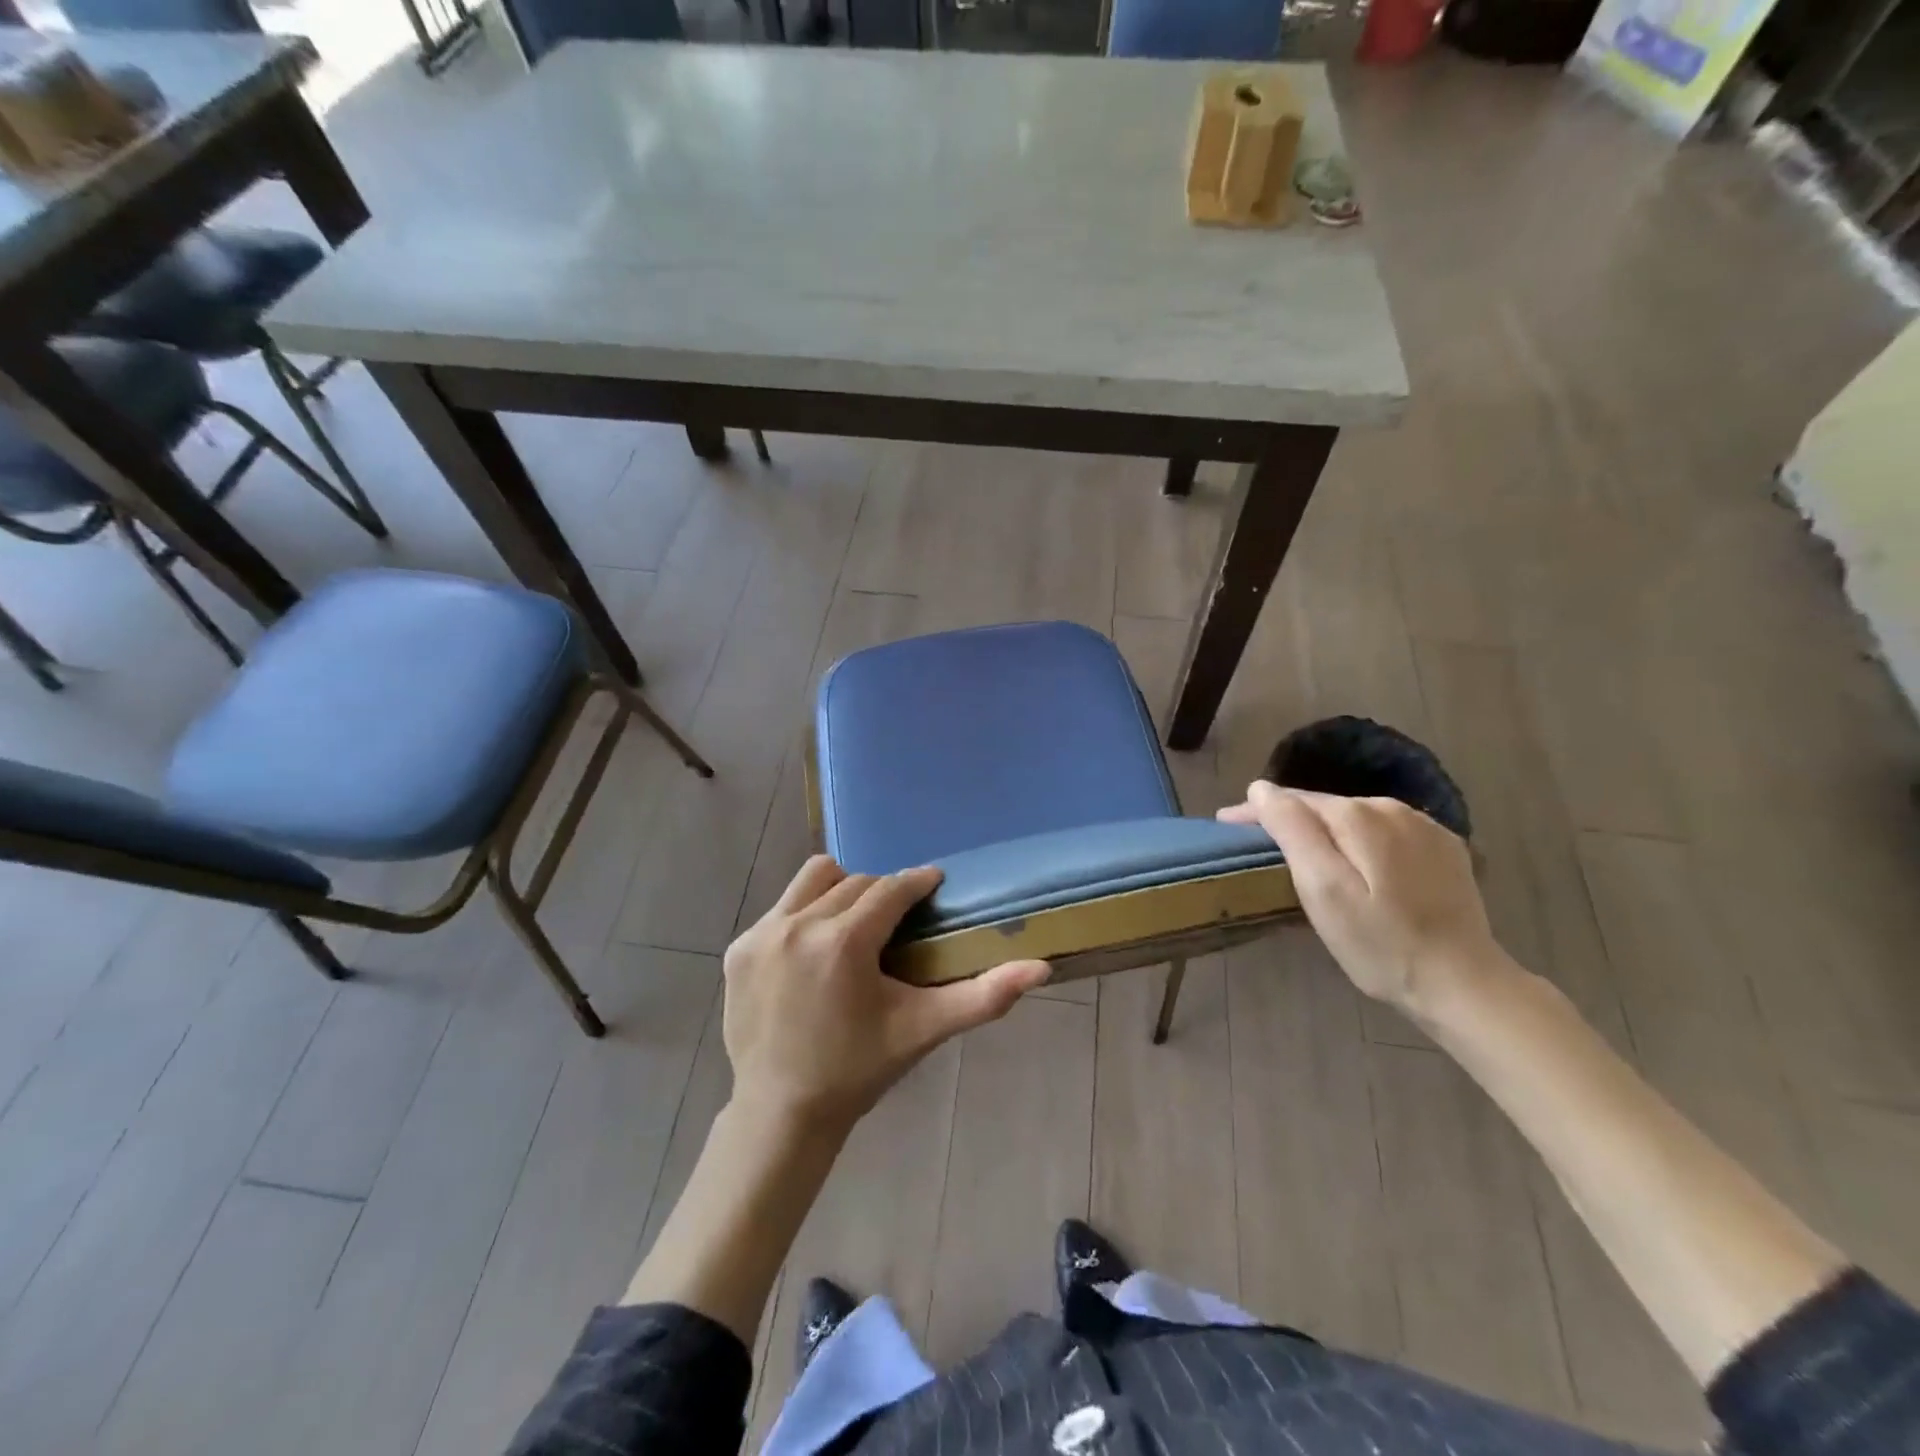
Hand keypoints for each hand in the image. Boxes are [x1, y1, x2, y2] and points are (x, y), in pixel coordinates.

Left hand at [722, 856, 1048, 1132]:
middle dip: (882, 894)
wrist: (782, 1111)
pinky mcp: (739, 948)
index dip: (918, 882)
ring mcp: (762, 934)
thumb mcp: (923, 1030)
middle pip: (855, 882)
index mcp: (844, 942)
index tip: (933, 882)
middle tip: (896, 921)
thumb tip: (1041, 968)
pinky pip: (782, 908)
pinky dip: (804, 917)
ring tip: (853, 924)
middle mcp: (798, 925)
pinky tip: (813, 952)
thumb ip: (983, 996)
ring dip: (841, 891)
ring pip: (813, 880)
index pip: (891, 888)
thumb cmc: (859, 1069)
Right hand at [1219, 783, 1505, 1016]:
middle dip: (1290, 820)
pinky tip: (1357, 866)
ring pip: (1355, 817)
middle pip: (1324, 805)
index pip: (1292, 799)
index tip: (1226, 826)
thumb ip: (1292, 831)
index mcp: (1358, 816)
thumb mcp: (1323, 891)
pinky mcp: (1445, 849)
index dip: (1256, 811)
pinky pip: (1386, 833)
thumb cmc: (1380, 945)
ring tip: (1303, 856)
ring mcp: (1425, 827)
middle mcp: (1392, 808)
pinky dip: (1361, 842)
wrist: (1464, 985)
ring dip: (1326, 831)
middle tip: (1259, 848)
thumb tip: (1262, 789)